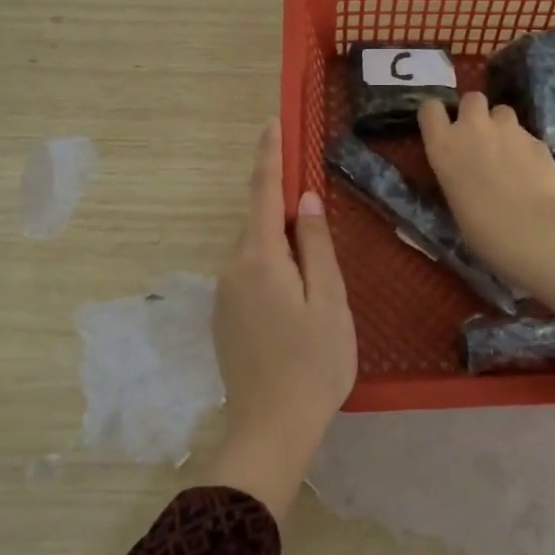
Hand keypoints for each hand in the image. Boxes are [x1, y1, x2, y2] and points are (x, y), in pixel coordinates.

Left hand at [203, 117, 355, 522]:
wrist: (270, 431)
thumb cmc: (313, 363)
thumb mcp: (329, 301)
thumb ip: (317, 246)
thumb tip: (307, 200)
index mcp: (260, 258)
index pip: (263, 193)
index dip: (269, 156)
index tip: (271, 123)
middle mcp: (233, 268)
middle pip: (260, 224)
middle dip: (286, 212)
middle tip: (320, 224)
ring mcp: (224, 295)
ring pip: (256, 252)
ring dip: (282, 248)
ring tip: (315, 282)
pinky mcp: (225, 318)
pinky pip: (250, 276)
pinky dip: (272, 271)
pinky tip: (295, 303)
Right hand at [418, 95, 554, 319]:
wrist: (532, 230)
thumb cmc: (481, 229)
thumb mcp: (454, 198)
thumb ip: (458, 173)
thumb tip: (468, 173)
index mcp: (443, 145)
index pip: (430, 108)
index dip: (437, 115)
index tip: (443, 127)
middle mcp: (473, 127)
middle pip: (472, 98)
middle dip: (475, 111)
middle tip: (479, 136)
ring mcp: (508, 129)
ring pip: (502, 111)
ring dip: (502, 126)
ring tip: (508, 152)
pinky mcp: (537, 139)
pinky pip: (526, 135)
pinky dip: (525, 147)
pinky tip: (532, 171)